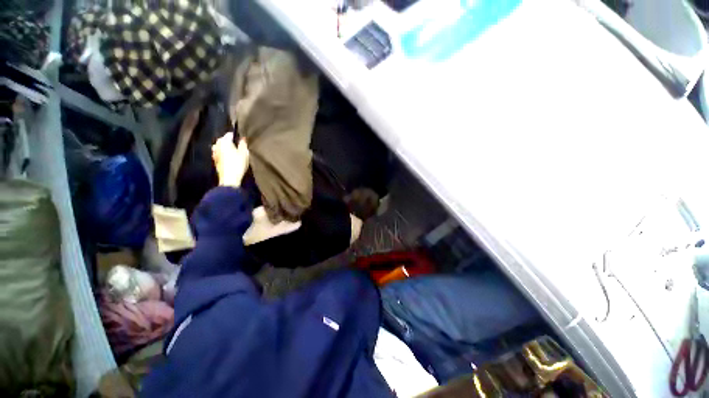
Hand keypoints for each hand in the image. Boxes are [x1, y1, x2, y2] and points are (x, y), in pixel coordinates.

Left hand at [212, 132, 249, 186]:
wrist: (229, 178)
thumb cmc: (238, 163)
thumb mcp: (244, 153)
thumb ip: (243, 144)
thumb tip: (242, 138)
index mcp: (224, 141)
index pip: (229, 134)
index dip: (236, 136)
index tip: (241, 139)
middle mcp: (217, 145)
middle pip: (223, 140)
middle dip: (229, 141)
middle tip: (238, 146)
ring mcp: (215, 153)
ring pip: (220, 147)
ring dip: (226, 148)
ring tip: (233, 152)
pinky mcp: (215, 160)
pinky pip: (219, 154)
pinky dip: (224, 154)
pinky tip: (229, 158)